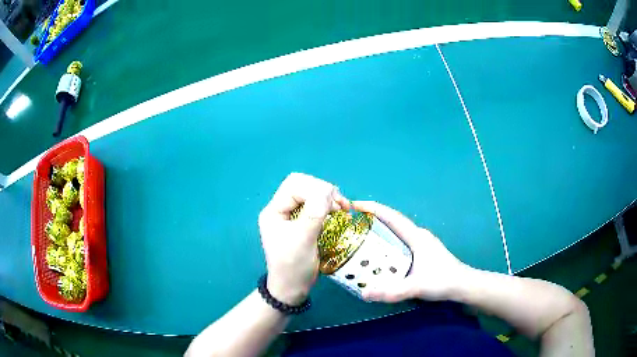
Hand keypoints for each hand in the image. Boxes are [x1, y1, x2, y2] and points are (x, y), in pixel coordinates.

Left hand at [259, 173, 349, 305]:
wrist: (291, 289)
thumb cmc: (293, 267)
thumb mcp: (303, 240)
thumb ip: (314, 214)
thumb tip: (328, 189)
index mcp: (274, 211)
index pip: (294, 185)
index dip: (315, 188)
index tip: (335, 202)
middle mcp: (281, 209)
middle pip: (302, 186)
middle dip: (322, 190)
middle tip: (341, 204)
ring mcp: (291, 216)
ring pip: (310, 194)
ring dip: (328, 197)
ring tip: (343, 208)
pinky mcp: (302, 223)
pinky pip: (316, 205)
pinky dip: (328, 206)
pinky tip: (339, 213)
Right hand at [352, 201, 470, 302]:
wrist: (463, 285)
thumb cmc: (443, 281)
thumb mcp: (417, 287)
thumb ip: (392, 291)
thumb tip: (364, 293)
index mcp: (416, 237)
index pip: (392, 217)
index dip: (373, 209)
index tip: (355, 205)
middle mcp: (418, 236)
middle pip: (392, 221)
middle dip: (373, 218)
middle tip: (352, 223)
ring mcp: (421, 243)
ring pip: (396, 231)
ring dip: (380, 229)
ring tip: (361, 235)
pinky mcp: (422, 252)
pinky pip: (400, 241)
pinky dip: (387, 241)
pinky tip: (380, 253)